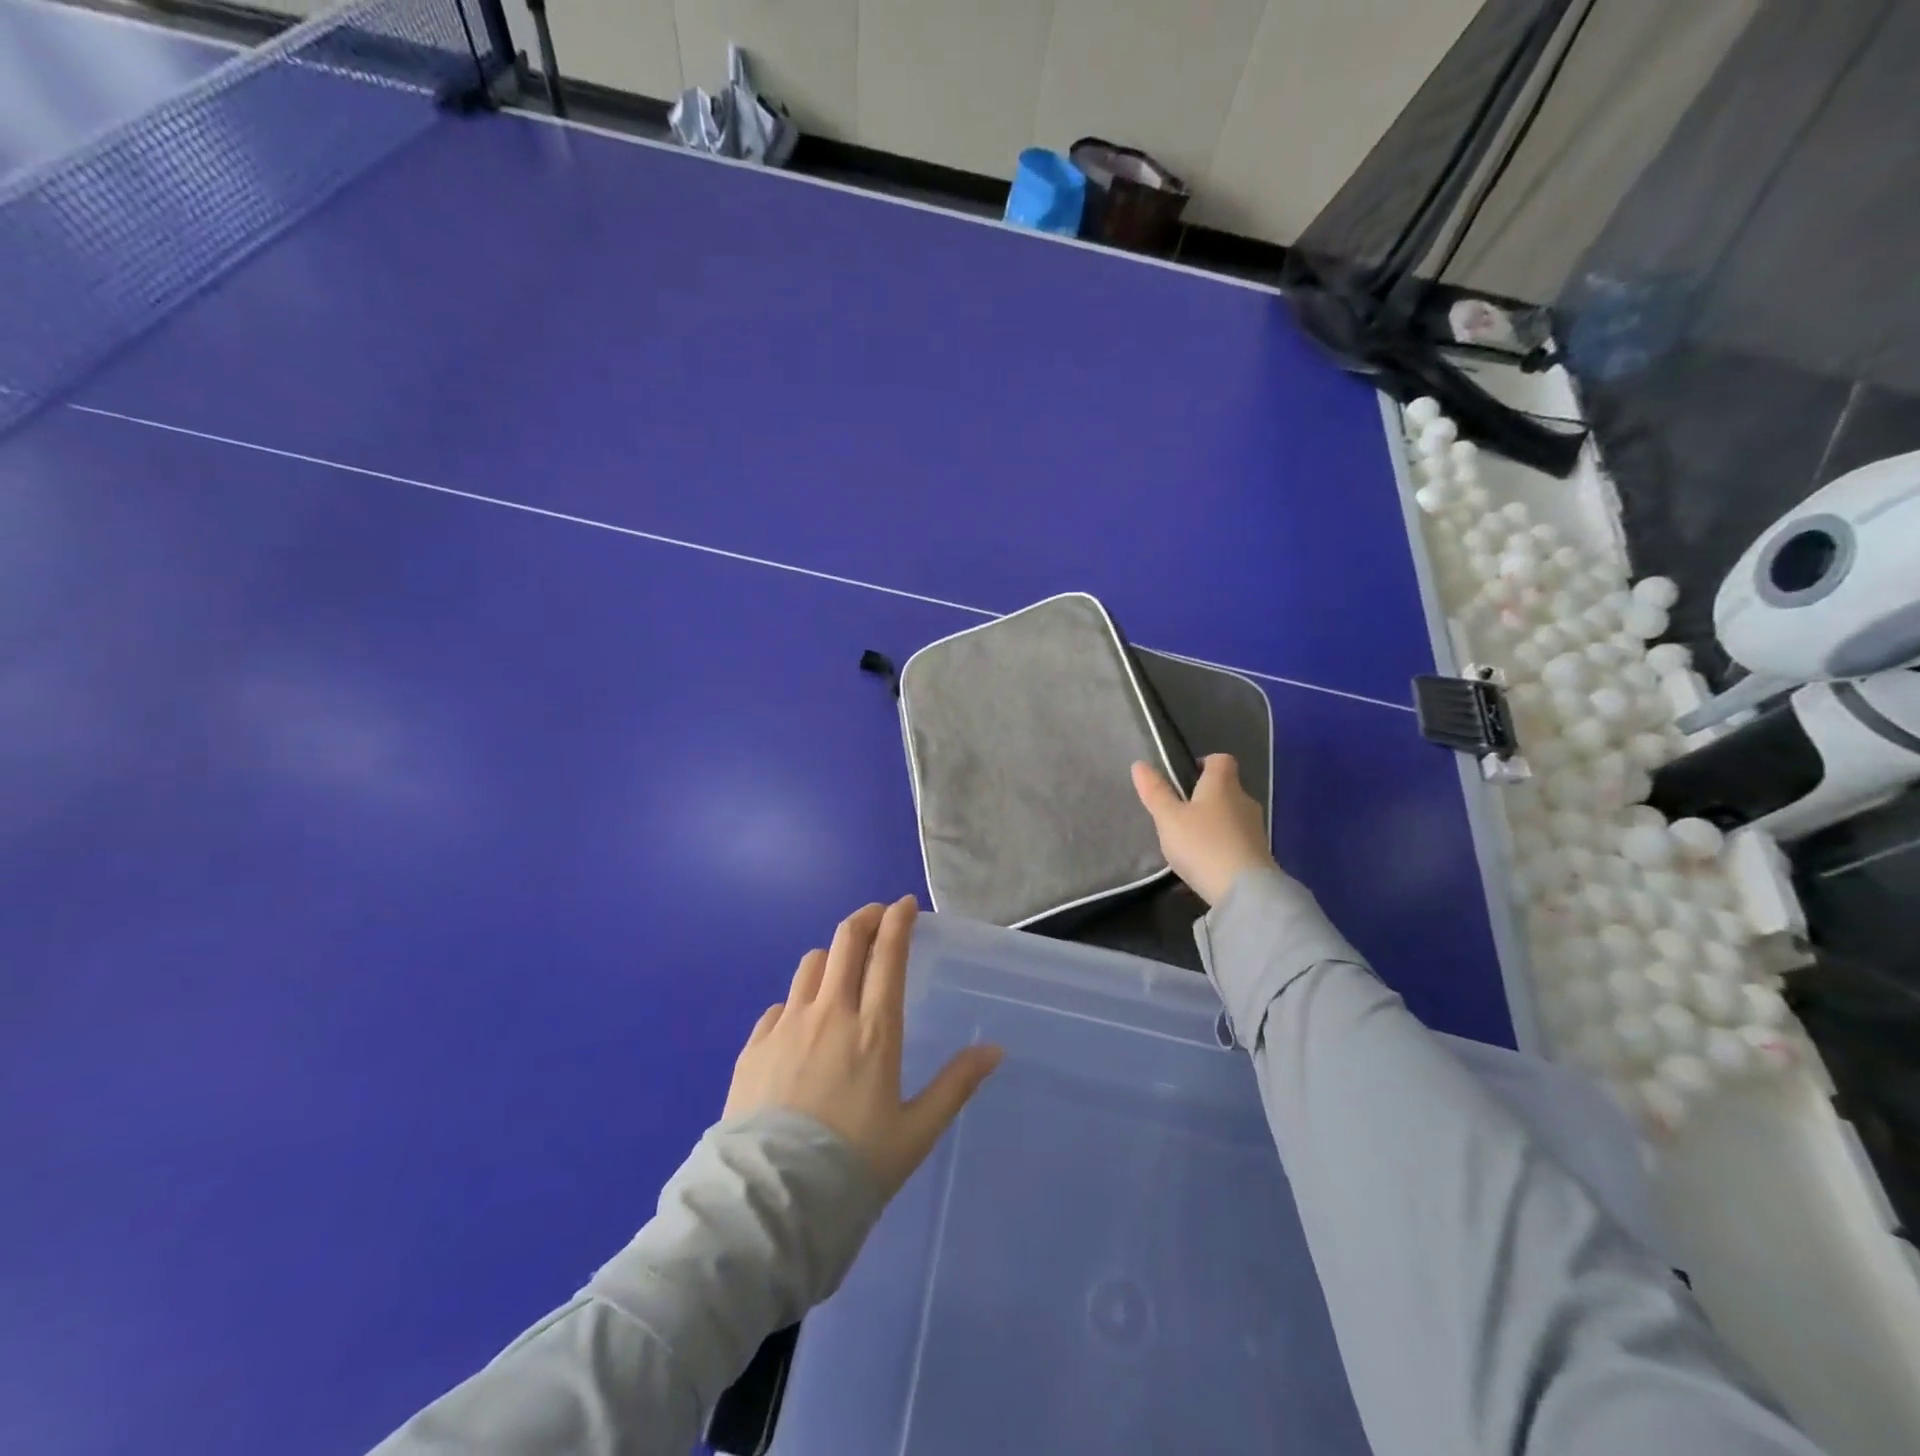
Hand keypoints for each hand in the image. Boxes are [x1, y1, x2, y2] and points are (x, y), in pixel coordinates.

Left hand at [724, 897, 1002, 1194]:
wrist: (771, 1202)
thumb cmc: (854, 1166)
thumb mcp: (916, 1132)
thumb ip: (955, 1085)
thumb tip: (994, 1049)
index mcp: (874, 1029)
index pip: (888, 953)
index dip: (898, 920)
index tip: (906, 904)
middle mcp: (830, 1013)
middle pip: (846, 940)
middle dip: (866, 918)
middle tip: (878, 917)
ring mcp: (786, 1025)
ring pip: (811, 964)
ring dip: (831, 956)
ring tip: (841, 970)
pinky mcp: (754, 1045)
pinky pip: (779, 1004)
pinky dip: (797, 1000)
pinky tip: (801, 1023)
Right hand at [1131, 754, 1275, 906]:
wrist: (1244, 891)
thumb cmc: (1202, 844)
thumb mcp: (1169, 818)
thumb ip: (1155, 792)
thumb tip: (1139, 764)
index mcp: (1222, 785)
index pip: (1221, 760)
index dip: (1204, 762)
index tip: (1185, 776)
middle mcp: (1244, 801)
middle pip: (1226, 788)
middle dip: (1205, 797)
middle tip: (1180, 813)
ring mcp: (1255, 829)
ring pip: (1231, 816)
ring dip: (1213, 823)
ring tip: (1189, 842)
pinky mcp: (1259, 854)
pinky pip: (1236, 841)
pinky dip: (1221, 846)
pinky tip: (1204, 864)